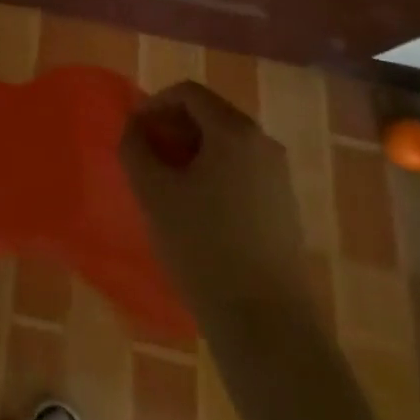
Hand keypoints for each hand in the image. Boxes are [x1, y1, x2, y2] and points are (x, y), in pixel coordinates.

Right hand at [120, 81, 307, 322]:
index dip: (154, 104)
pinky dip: (214, 174)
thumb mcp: (153, 191)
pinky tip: (197, 210)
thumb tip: (135, 126)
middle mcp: (264, 143)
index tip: (134, 132)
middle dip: (172, 128)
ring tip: (167, 185)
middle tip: (147, 156)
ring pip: (226, 144)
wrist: (266, 326)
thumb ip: (135, 146)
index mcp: (235, 130)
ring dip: (192, 152)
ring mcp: (279, 177)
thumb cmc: (204, 247)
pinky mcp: (285, 208)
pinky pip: (242, 171)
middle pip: (209, 115)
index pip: (188, 92)